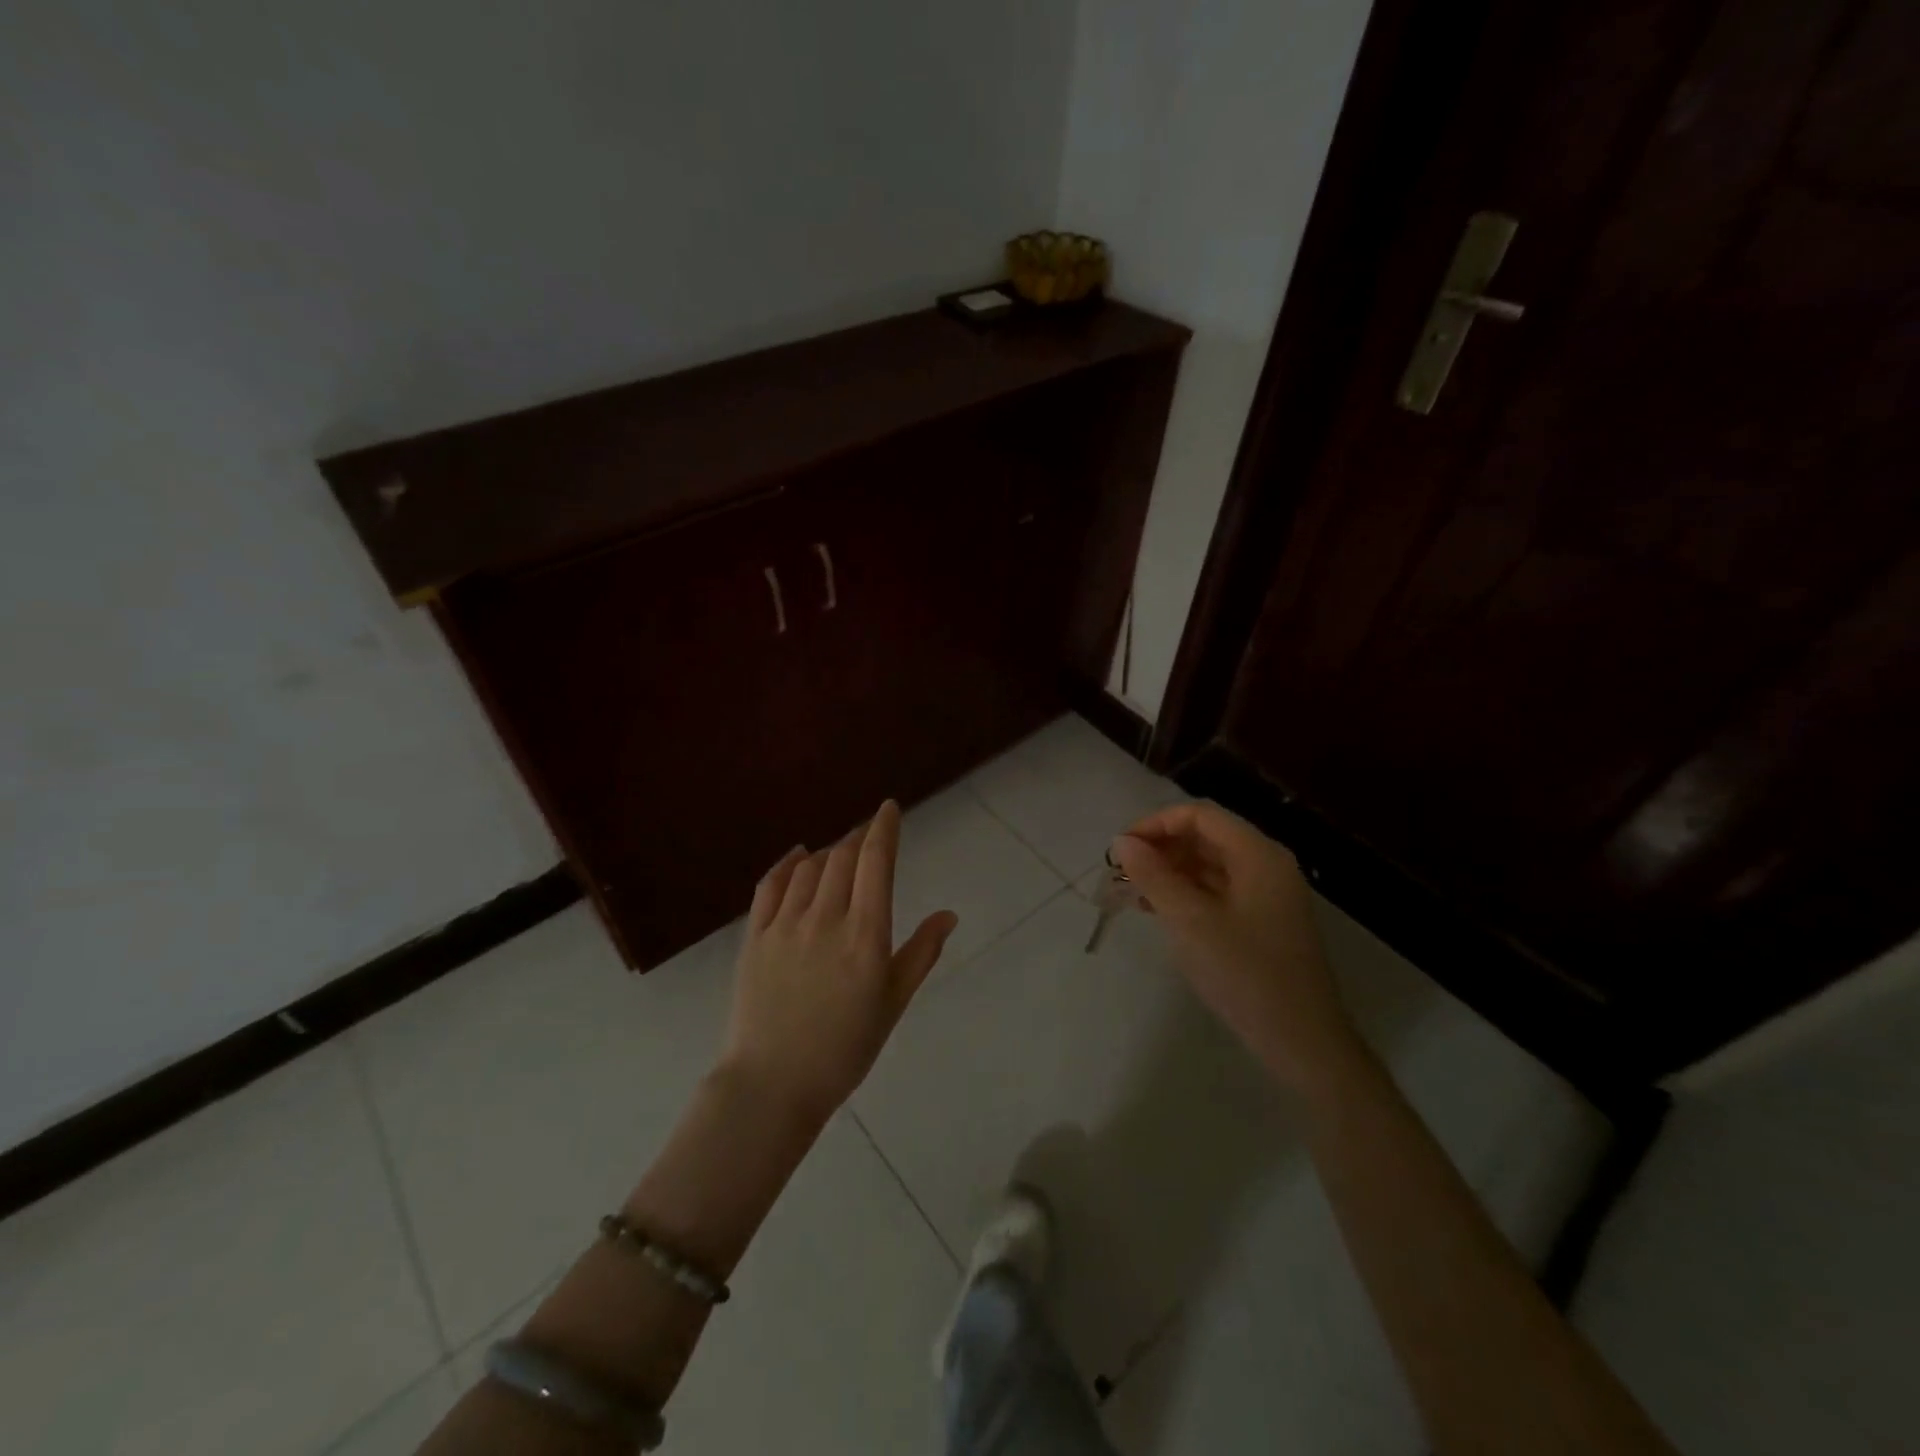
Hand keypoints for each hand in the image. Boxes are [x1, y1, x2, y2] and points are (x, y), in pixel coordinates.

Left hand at [718, 800, 956, 1122]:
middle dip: (859, 836)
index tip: (889, 808)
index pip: (875, 863)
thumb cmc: (844, 1049)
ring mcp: (785, 925)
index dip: (883, 828)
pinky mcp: (755, 936)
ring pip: (810, 867)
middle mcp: (826, 918)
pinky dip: (788, 863)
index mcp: (865, 935)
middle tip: (869, 832)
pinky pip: (771, 885)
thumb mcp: (893, 1004)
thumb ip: (921, 953)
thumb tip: (948, 915)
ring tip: (840, 852)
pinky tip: (798, 855)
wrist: (772, 1085)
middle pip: (843, 857)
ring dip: (829, 851)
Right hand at [1112, 802, 1355, 1090]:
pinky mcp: (1262, 922)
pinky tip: (1158, 911)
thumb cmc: (1245, 974)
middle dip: (1160, 848)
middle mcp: (1266, 865)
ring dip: (1169, 872)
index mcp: (1257, 855)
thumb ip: (1153, 876)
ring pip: (1209, 865)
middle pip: (1206, 837)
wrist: (1302, 1042)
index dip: (1156, 823)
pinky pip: (1218, 891)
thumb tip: (1123, 842)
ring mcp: (1267, 895)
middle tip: (1121, 872)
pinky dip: (1186, 894)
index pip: (1200, 815)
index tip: (1121, 848)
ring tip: (1131, 892)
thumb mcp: (1190, 921)